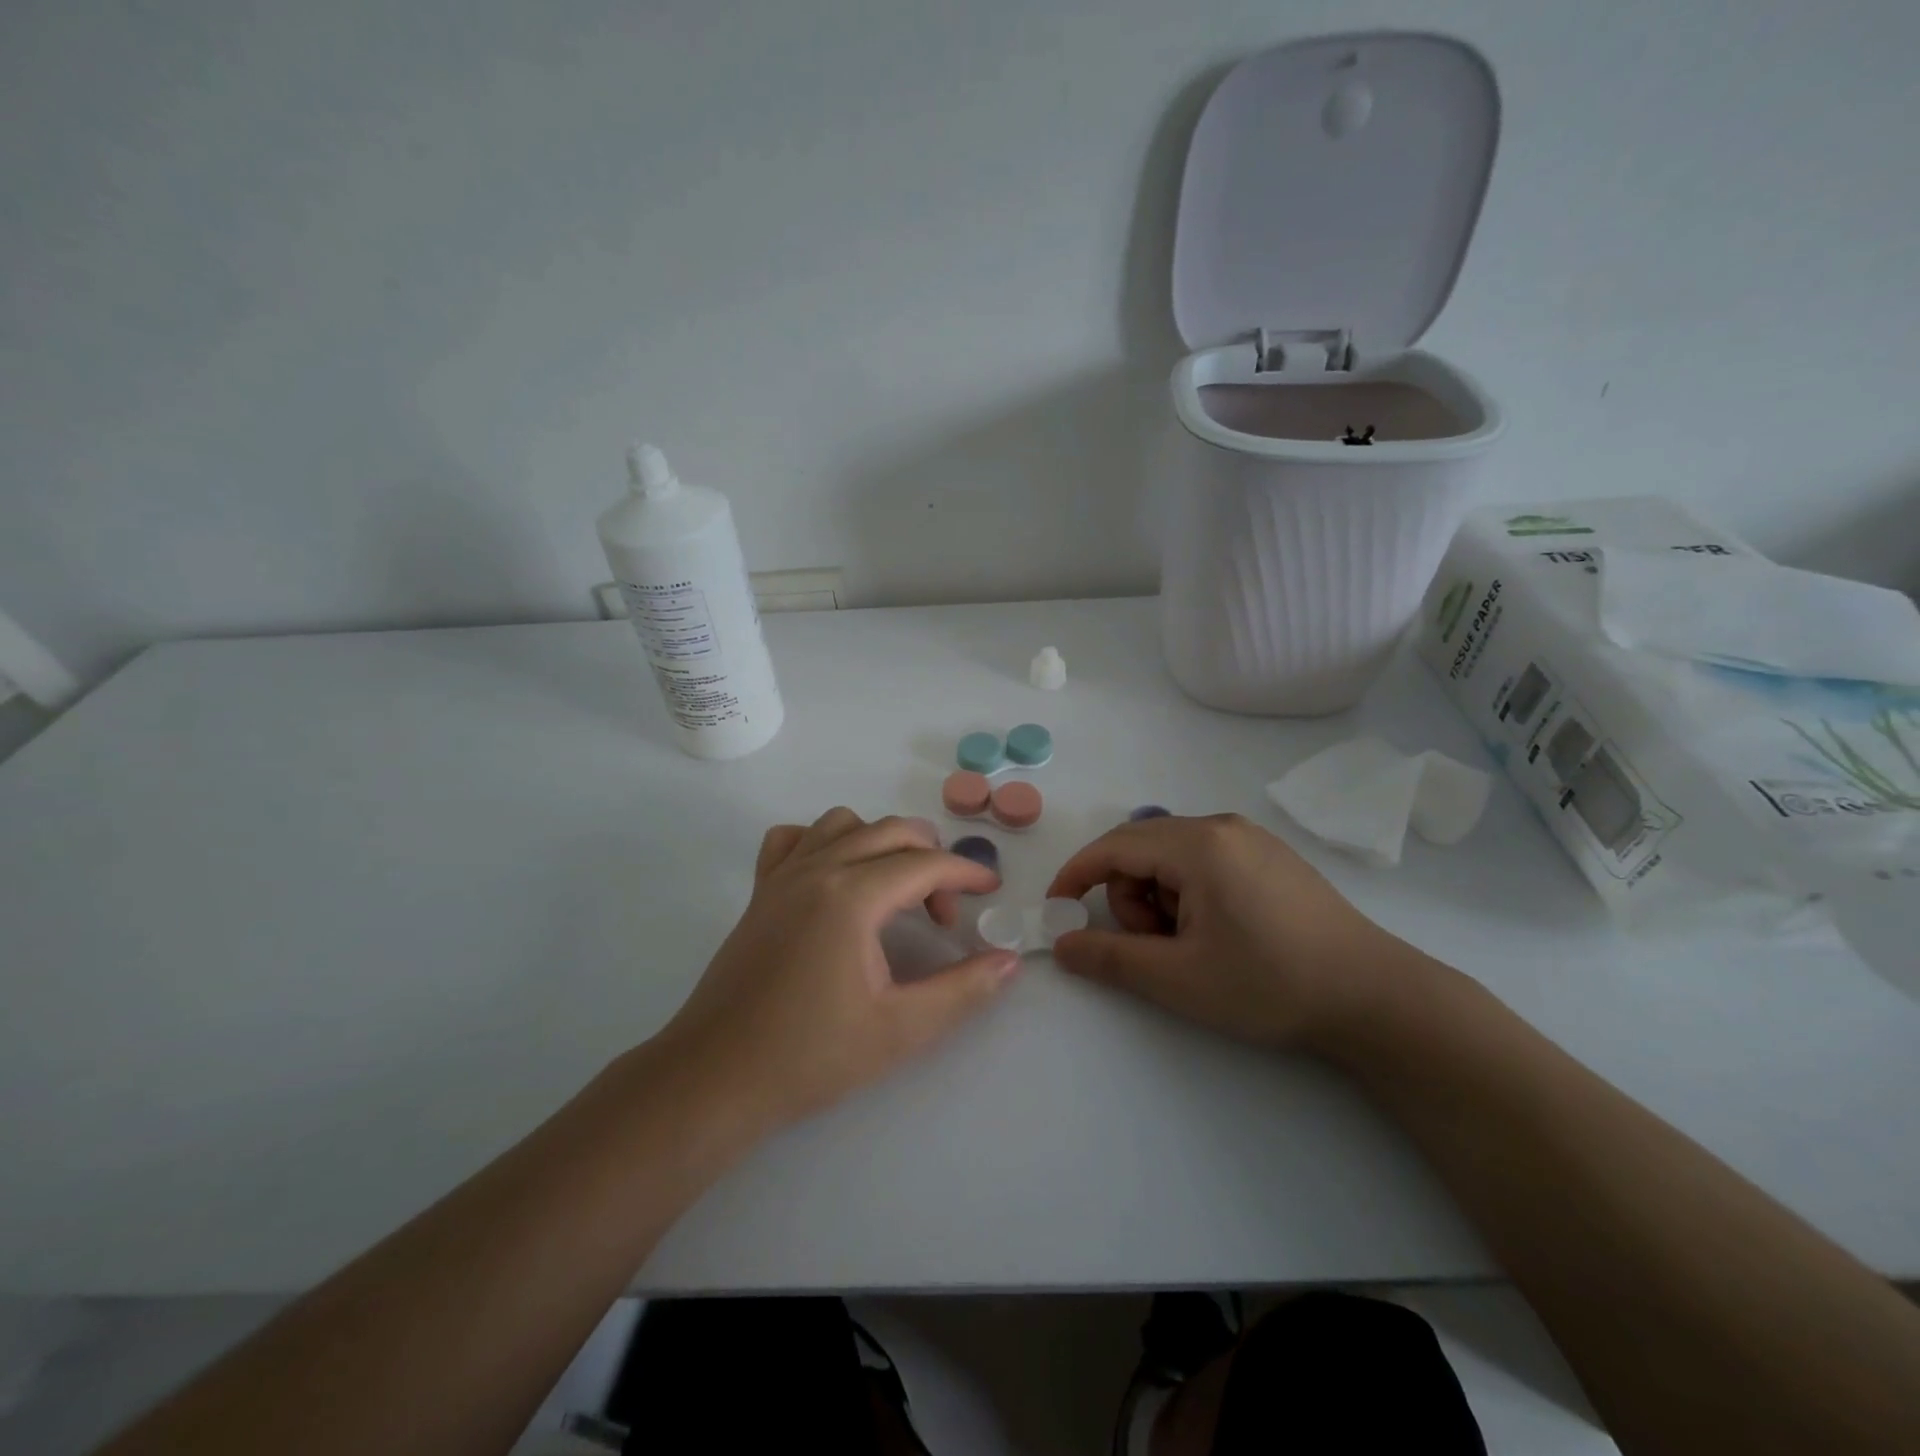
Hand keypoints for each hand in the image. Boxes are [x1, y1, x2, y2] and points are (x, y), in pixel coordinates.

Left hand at [655, 809, 1019, 1129]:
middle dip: (930, 859)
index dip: (966, 871)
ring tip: (894, 890)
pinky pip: (794, 839)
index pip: (924, 863)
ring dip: (881, 843)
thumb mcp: (901, 1029)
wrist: (716, 1078)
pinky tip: (834, 878)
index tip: (991, 889)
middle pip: (890, 832)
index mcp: (852, 896)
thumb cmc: (811, 1056)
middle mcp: (817, 870)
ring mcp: (782, 876)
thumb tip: (1010, 960)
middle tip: (944, 913)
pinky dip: (823, 842)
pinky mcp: (759, 892)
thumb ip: (963, 990)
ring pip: (843, 824)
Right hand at [1046, 813, 1411, 1051]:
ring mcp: (1251, 838)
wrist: (1376, 999)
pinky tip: (1219, 932)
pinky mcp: (1270, 856)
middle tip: (1156, 947)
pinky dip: (1190, 893)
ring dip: (1161, 898)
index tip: (1057, 909)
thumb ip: (1110, 958)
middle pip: (1142, 848)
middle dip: (1129, 896)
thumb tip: (1062, 944)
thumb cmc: (1270, 984)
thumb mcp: (1179, 978)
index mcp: (1199, 844)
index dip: (1076, 875)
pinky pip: (1205, 861)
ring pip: (1172, 856)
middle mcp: (1222, 826)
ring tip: (1194, 946)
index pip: (1114, 846)